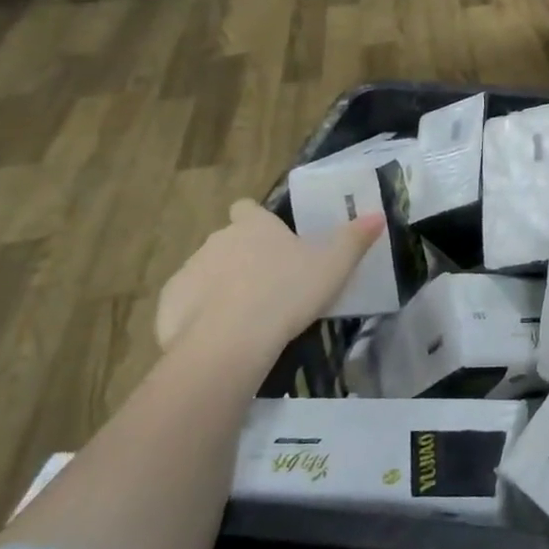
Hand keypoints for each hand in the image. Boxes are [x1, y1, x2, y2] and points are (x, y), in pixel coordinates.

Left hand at [156, 200, 383, 359]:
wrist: (230, 340)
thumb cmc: (287, 292)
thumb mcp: (334, 266)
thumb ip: (355, 239)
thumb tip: (378, 214)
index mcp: (254, 226)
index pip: (248, 208)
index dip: (258, 221)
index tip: (272, 240)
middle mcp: (217, 240)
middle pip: (229, 241)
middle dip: (244, 258)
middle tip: (271, 286)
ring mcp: (190, 270)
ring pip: (208, 272)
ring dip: (223, 286)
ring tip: (249, 316)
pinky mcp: (170, 304)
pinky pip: (188, 304)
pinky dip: (202, 315)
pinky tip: (224, 336)